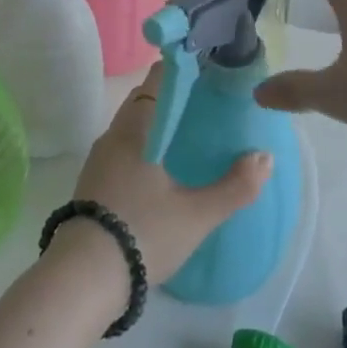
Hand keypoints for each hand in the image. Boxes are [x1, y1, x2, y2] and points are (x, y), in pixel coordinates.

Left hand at [59, 65, 272, 290]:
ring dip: (157, 126)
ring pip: (131, 130)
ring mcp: (98, 163)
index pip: (156, 81)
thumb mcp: (196, 215)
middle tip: (206, 104)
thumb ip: (235, 186)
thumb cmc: (142, 233)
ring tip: (189, 137)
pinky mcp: (92, 187)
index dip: (179, 70)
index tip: (205, 67)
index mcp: (134, 130)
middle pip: (143, 103)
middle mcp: (112, 137)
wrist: (82, 279)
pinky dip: (145, 149)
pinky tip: (163, 171)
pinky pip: (123, 152)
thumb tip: (264, 157)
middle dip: (172, 99)